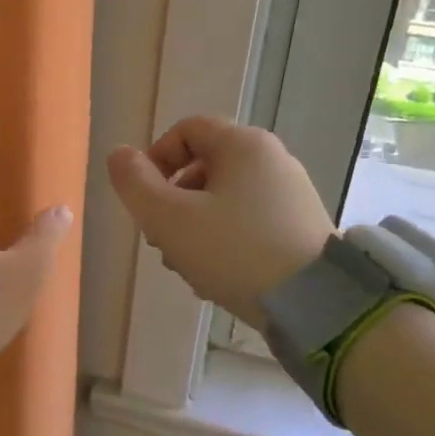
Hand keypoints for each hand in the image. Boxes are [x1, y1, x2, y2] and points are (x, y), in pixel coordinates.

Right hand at [107, 117, 333, 328]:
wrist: (315, 305)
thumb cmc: (233, 251)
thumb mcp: (169, 218)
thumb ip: (134, 183)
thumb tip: (119, 155)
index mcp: (243, 145)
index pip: (186, 130)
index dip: (155, 158)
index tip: (144, 198)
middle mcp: (272, 159)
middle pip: (204, 166)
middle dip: (173, 201)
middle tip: (160, 238)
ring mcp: (291, 194)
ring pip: (225, 198)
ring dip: (195, 225)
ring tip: (186, 265)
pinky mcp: (302, 227)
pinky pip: (250, 221)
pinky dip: (225, 239)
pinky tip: (217, 276)